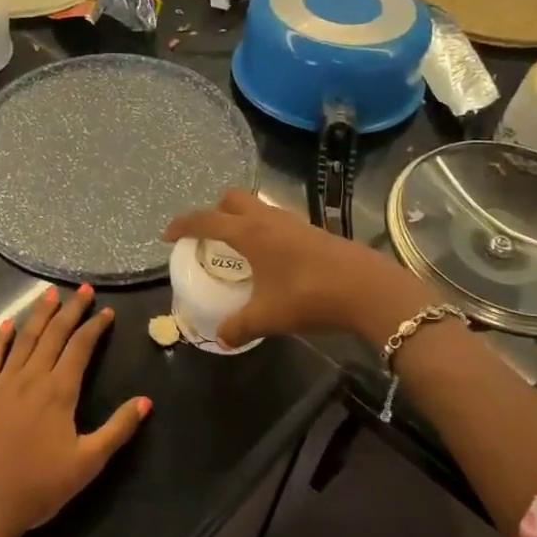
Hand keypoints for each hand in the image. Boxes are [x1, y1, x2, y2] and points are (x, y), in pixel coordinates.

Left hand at [0, 284, 151, 536]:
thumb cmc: (38, 488)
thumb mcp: (87, 463)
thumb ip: (118, 429)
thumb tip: (146, 401)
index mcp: (59, 392)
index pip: (80, 347)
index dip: (95, 327)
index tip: (106, 311)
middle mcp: (31, 378)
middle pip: (53, 334)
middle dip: (70, 310)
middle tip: (83, 289)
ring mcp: (1, 384)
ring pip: (24, 339)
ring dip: (39, 315)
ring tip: (50, 294)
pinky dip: (2, 338)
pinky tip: (8, 324)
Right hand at [163, 189, 424, 347]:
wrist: (368, 289)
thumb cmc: (309, 297)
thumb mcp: (267, 317)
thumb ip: (238, 327)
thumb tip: (221, 338)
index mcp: (249, 233)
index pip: (206, 219)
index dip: (183, 225)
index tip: (169, 236)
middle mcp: (268, 219)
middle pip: (233, 198)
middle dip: (215, 211)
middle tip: (209, 237)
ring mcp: (294, 222)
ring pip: (259, 206)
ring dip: (242, 218)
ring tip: (239, 248)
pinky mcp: (314, 231)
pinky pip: (278, 220)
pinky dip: (265, 230)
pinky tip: (272, 258)